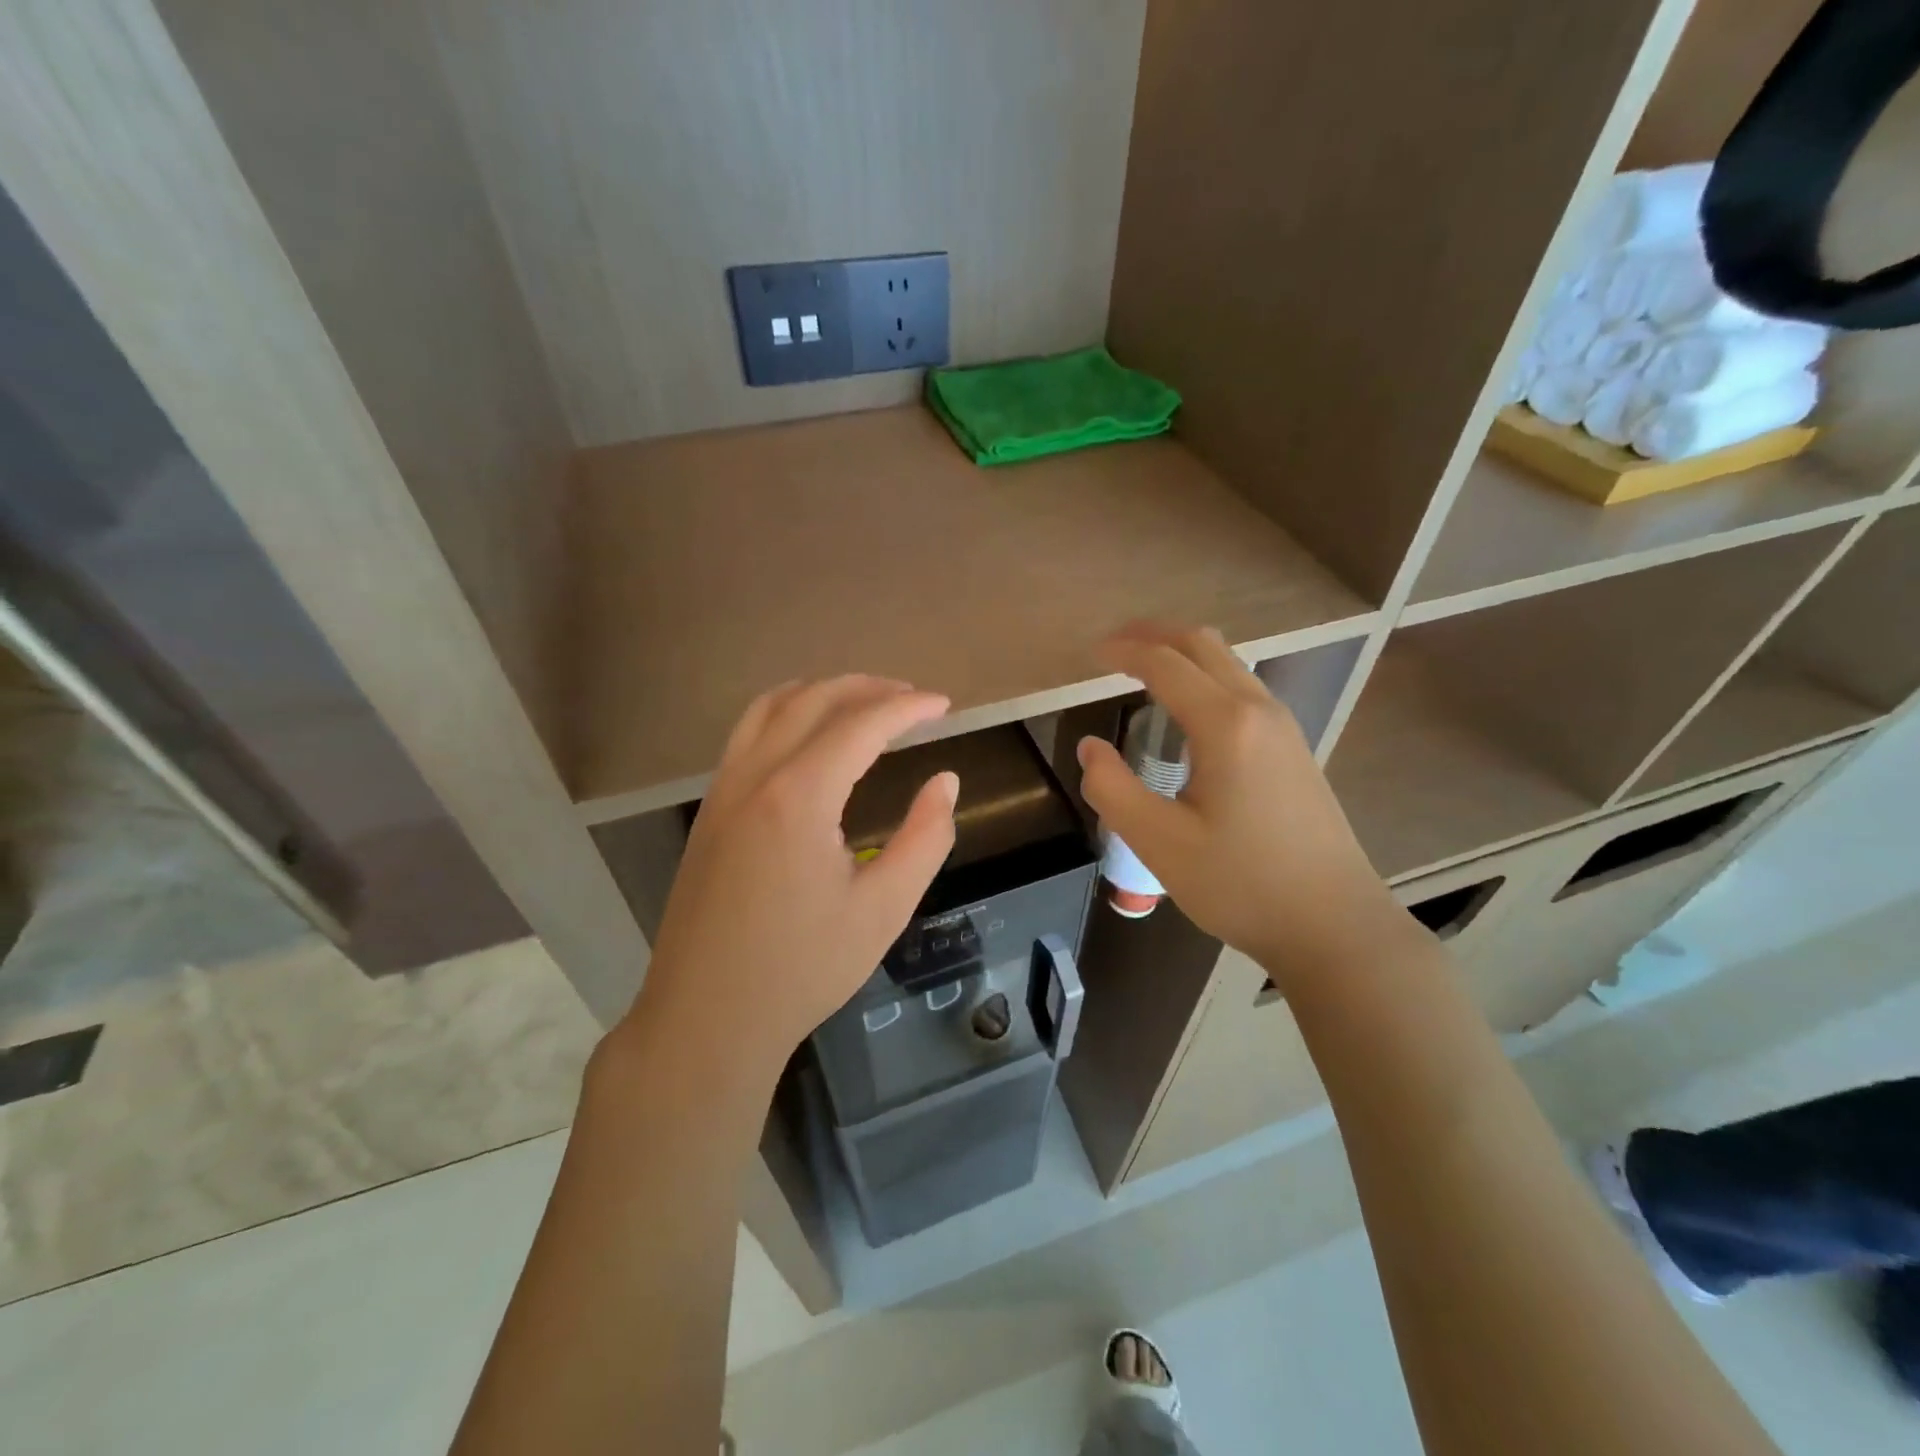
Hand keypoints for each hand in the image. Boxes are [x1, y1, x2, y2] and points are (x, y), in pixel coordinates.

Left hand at [627, 677, 957, 1076]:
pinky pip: (747, 734)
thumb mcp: (884, 908)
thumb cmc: (803, 968)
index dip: (908, 707)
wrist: (707, 1016)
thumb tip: (945, 781)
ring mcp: (723, 789)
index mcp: (799, 795)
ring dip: (822, 692)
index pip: (862, 724)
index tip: (944, 705)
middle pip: (814, 700)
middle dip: (869, 688)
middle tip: (912, 699)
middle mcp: (755, 775)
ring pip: (772, 707)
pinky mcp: (710, 809)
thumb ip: (925, 837)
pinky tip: (809, 738)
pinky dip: (786, 713)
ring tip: (864, 703)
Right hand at [1076, 624, 1406, 983]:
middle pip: (1203, 645)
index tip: (1089, 654)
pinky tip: (1186, 711)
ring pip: (1228, 664)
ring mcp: (1284, 728)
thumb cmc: (1242, 884)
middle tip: (1112, 646)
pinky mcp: (1293, 749)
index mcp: (1225, 724)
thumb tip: (1090, 748)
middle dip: (1154, 634)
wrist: (1334, 925)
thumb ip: (1112, 789)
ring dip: (1182, 654)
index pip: (1165, 664)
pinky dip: (1205, 678)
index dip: (1123, 651)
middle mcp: (1259, 710)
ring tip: (1143, 668)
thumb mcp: (1160, 843)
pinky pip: (1243, 689)